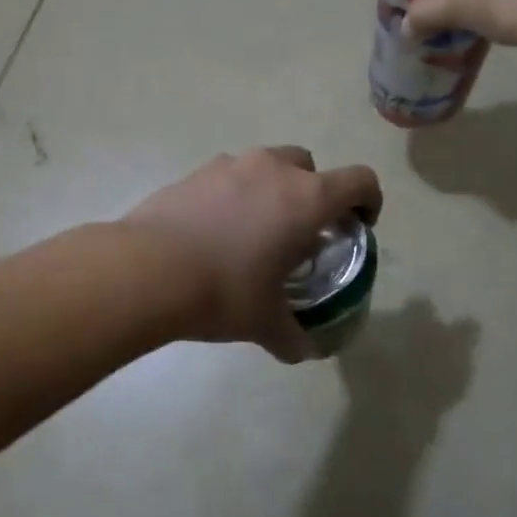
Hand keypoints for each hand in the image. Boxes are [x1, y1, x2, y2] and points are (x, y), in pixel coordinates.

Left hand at [123, 147, 381, 361]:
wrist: (147, 270)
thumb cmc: (223, 291)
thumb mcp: (264, 322)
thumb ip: (291, 336)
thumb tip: (302, 351)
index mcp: (306, 199)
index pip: (359, 181)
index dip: (369, 200)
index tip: (359, 225)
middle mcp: (272, 170)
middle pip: (309, 164)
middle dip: (314, 191)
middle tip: (301, 230)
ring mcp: (229, 165)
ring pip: (265, 165)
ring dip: (271, 189)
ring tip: (254, 231)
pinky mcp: (193, 173)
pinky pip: (227, 177)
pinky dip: (232, 195)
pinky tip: (214, 231)